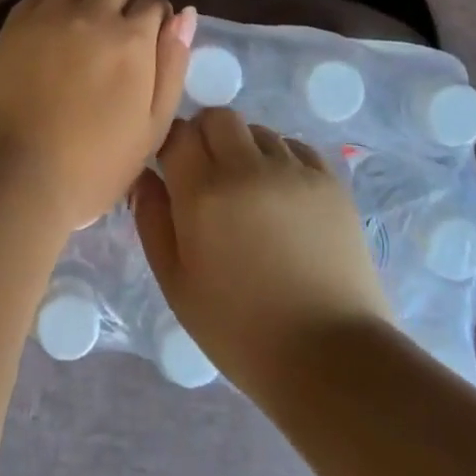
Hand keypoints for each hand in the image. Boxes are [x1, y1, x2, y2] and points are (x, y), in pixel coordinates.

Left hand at [0, 0, 196, 234]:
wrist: (17, 177)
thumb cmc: (95, 165)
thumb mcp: (153, 126)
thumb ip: (173, 65)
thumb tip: (185, 15)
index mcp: (131, 38)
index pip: (155, 3)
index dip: (157, 23)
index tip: (149, 46)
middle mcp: (92, 13)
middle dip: (128, 5)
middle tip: (120, 41)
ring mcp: (49, 14)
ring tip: (87, 31)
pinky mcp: (15, 23)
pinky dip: (56, 6)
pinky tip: (54, 34)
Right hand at [134, 109, 390, 393]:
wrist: (331, 357)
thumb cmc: (239, 329)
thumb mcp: (176, 283)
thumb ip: (152, 220)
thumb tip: (144, 175)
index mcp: (204, 192)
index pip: (178, 133)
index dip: (171, 146)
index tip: (172, 172)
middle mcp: (248, 167)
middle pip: (219, 117)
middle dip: (206, 137)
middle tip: (208, 178)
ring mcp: (294, 170)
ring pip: (258, 131)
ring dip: (244, 150)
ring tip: (250, 194)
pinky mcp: (330, 181)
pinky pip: (295, 148)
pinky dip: (281, 161)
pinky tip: (282, 199)